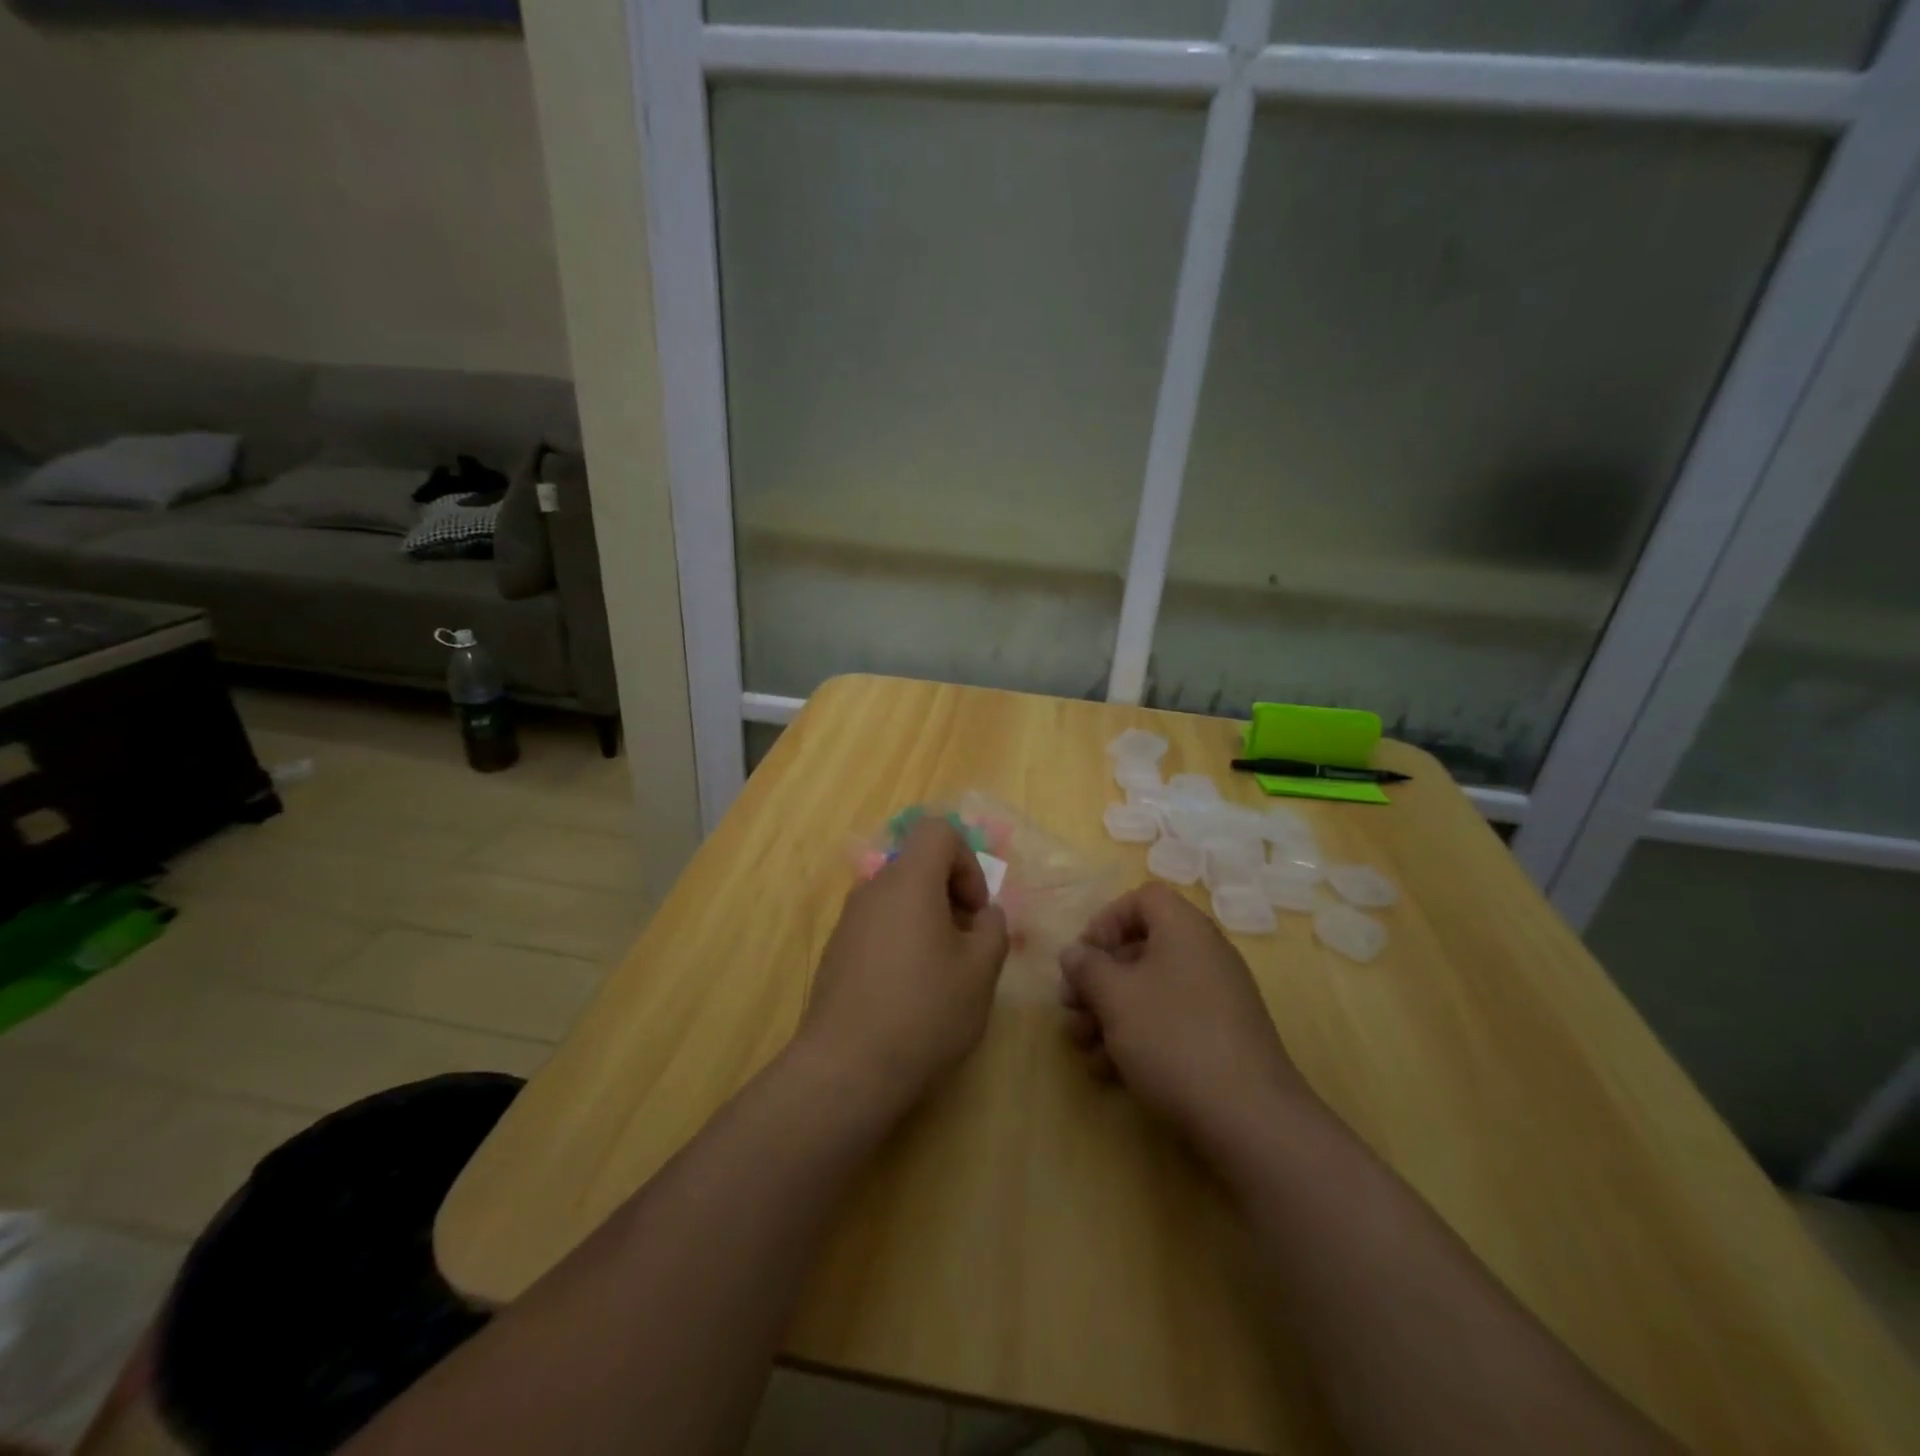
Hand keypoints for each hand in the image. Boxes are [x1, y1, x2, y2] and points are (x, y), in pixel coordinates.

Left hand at [798, 817, 1010, 1116]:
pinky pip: (878, 926)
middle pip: (918, 866)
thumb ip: (993, 929)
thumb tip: (984, 916)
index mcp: (909, 880)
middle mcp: (873, 889)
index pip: (938, 831)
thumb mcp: (980, 971)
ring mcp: (849, 920)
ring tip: (941, 974)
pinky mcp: (836, 951)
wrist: (846, 1068)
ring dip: (928, 921)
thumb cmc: (924, 1011)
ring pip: (899, 898)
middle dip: (951, 896)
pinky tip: (909, 992)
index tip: (975, 910)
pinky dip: (902, 941)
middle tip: (967, 946)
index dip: (967, 861)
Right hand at [1059, 884, 1316, 1158]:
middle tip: (1069, 1005)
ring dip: (1108, 1013)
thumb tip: (1075, 953)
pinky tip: (1108, 1071)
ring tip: (1081, 1046)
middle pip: (1140, 948)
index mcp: (1185, 930)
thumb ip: (1087, 967)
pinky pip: (1168, 1023)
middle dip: (1097, 978)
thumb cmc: (1173, 1038)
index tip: (1084, 955)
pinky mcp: (1218, 1041)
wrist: (1249, 1120)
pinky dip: (1135, 1038)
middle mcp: (1203, 956)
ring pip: (1149, 991)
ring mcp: (1214, 1001)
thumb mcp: (1115, 996)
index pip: (1143, 898)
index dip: (1107, 919)